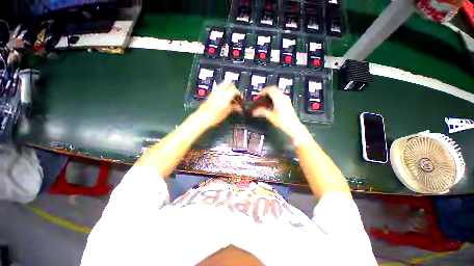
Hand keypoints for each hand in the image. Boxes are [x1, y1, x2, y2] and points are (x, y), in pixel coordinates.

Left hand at [195, 82, 242, 127]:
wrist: (203, 117)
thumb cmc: (216, 116)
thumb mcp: (227, 112)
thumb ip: (234, 107)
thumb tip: (239, 107)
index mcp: (225, 95)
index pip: (234, 90)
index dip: (239, 94)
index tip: (241, 99)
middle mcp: (220, 91)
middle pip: (228, 84)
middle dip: (233, 88)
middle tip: (236, 96)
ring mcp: (214, 92)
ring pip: (223, 85)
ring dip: (228, 90)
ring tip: (231, 98)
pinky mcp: (211, 95)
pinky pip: (219, 89)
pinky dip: (223, 92)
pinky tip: (225, 100)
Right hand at [252, 86, 306, 139]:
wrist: (293, 126)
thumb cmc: (282, 121)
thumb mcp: (270, 116)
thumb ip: (262, 112)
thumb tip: (254, 111)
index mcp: (278, 98)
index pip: (270, 89)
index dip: (263, 91)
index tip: (258, 95)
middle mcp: (283, 97)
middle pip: (274, 89)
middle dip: (267, 91)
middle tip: (261, 96)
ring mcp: (286, 99)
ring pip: (277, 91)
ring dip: (271, 93)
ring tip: (265, 99)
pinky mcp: (288, 102)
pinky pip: (280, 95)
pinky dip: (274, 96)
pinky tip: (271, 103)